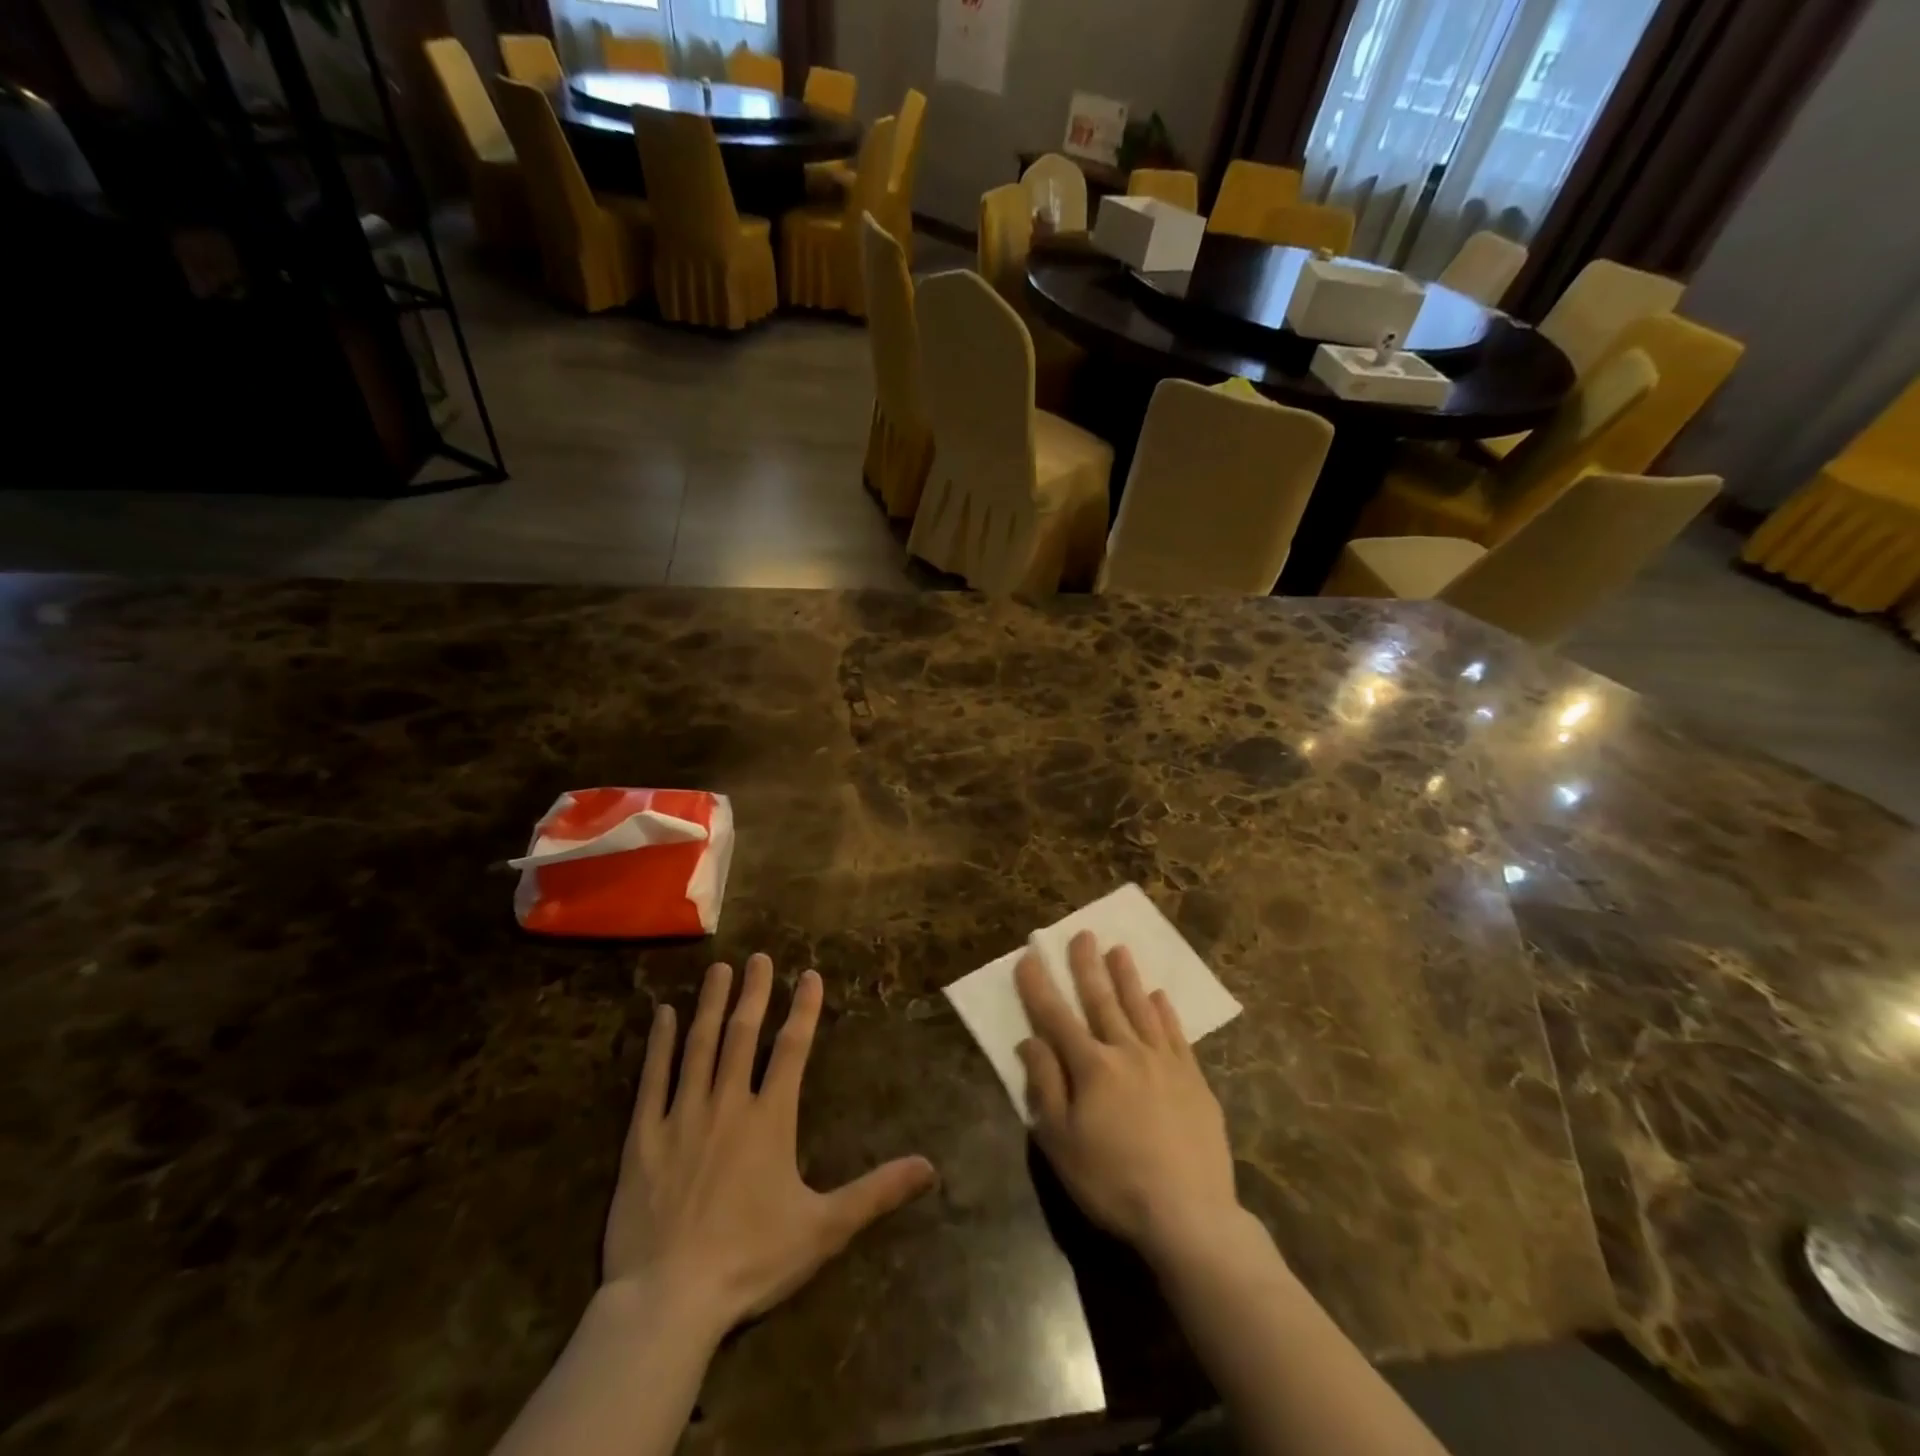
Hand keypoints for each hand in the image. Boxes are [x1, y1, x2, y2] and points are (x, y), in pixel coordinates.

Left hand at [604, 955, 937, 1336]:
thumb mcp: (824, 1228)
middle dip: (754, 993)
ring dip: (711, 1005)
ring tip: (719, 969)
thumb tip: (930, 1168)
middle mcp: (727, 1104)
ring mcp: (681, 1117)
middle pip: (743, 1035)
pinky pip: (652, 1080)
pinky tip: (663, 1014)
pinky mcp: (643, 1138)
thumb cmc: (751, 1260)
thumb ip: (877, 1191)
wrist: (669, 1301)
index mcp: (770, 1119)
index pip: (792, 1050)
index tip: (808, 975)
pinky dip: (659, 1044)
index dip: (803, 1010)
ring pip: (699, 1046)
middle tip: (758, 957)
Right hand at [1017, 932, 1242, 1267]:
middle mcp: (1127, 1052)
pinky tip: (1160, 996)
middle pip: (1102, 1000)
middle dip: (1087, 966)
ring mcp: (1165, 1063)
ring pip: (1141, 1008)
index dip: (1039, 987)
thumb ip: (1045, 1086)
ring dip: (1127, 977)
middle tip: (1082, 934)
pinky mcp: (1194, 1080)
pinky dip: (1165, 1012)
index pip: (1056, 1017)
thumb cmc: (1112, 1182)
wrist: (1189, 1215)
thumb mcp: (1061, 1142)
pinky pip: (1176, 1034)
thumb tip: (1030, 1040)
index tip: (1028, 957)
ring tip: (1119, 949)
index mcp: (1091, 1067)